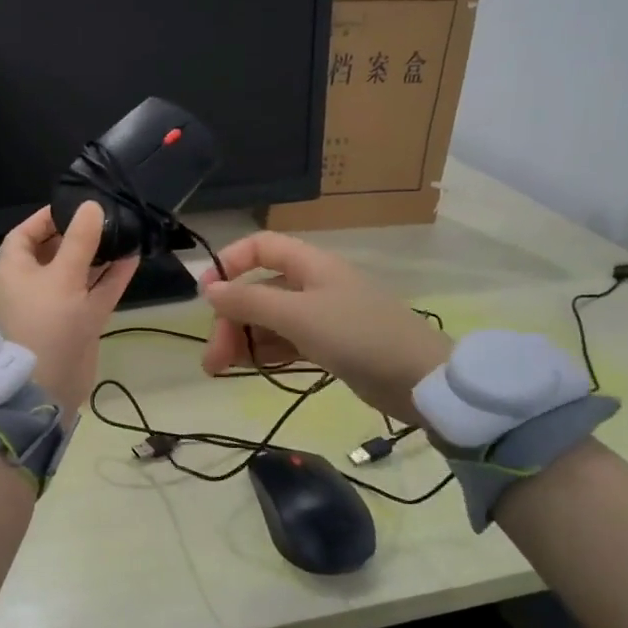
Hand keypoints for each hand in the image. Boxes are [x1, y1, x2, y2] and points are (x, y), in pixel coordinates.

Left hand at [0, 203, 137, 415]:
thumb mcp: (63, 276)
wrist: (47, 388)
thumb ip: (81, 241)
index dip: (47, 218)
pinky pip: (95, 292)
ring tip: (124, 231)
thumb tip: (92, 206)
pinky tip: (133, 257)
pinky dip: (112, 276)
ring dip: (100, 254)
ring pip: (79, 272)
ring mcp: (57, 305)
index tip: (75, 205)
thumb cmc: (46, 323)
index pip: (25, 234)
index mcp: (15, 271)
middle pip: (55, 251)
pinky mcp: (78, 322)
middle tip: (107, 215)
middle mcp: (33, 285)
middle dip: (79, 234)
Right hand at [200, 231, 451, 421]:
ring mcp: (322, 316)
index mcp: (309, 264)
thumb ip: (250, 301)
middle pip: (258, 290)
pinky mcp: (329, 345)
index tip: (206, 295)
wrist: (420, 379)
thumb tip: (209, 290)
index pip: (260, 247)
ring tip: (222, 370)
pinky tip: (249, 369)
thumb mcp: (298, 315)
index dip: (230, 264)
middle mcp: (313, 284)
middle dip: (231, 320)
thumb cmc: (358, 335)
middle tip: (212, 359)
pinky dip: (265, 352)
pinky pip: (285, 342)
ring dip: (243, 340)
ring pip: (269, 320)